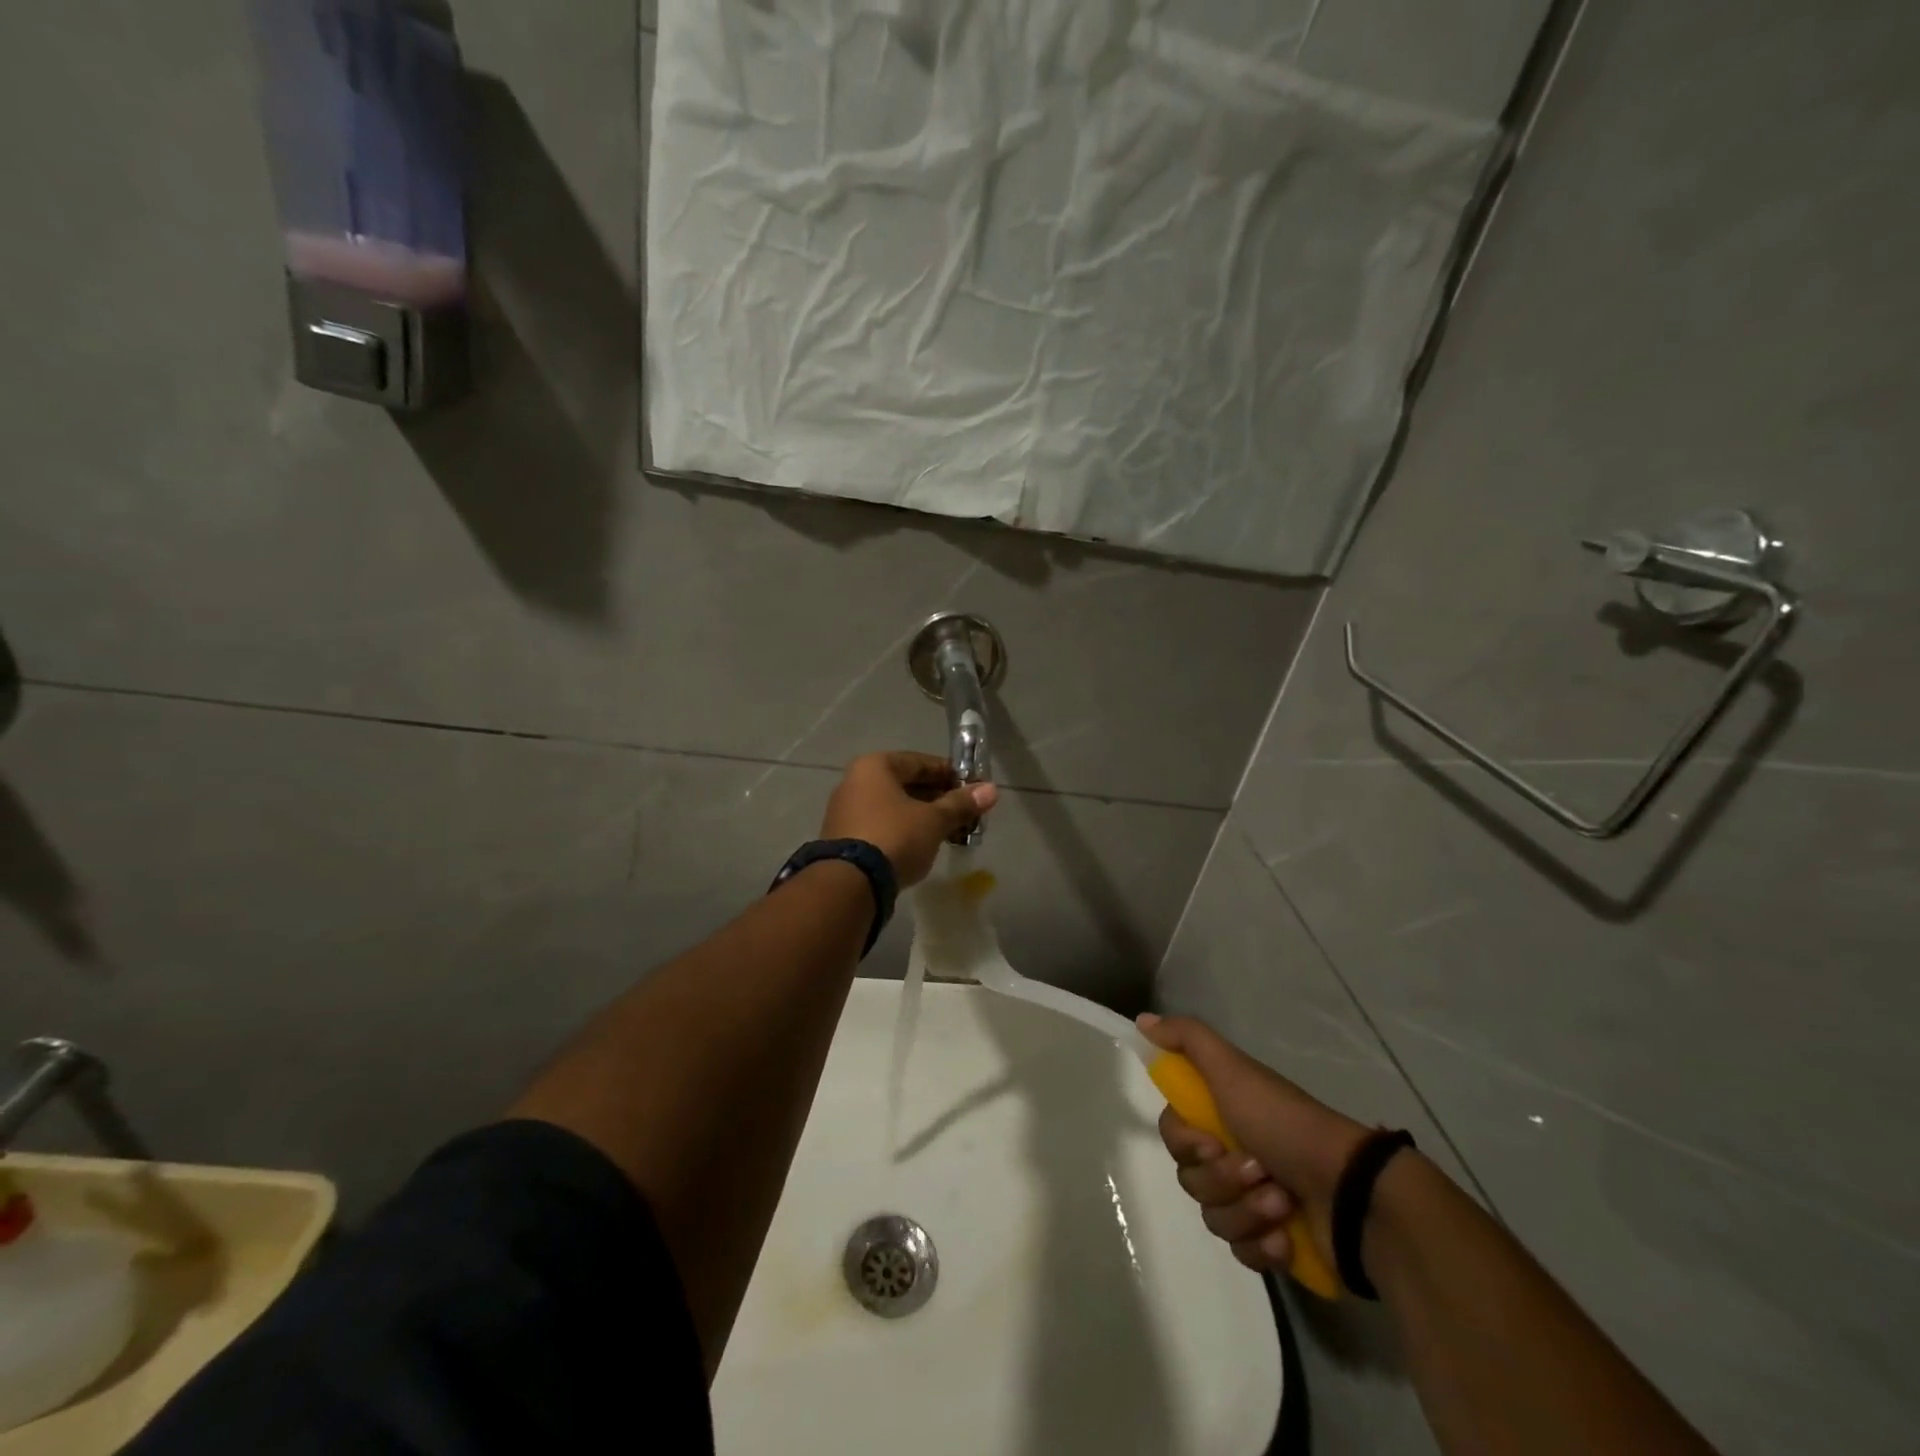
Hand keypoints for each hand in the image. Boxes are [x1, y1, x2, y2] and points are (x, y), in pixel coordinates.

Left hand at [820, 752, 998, 886]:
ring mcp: (845, 810)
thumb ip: (961, 804)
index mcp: (875, 766)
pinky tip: (923, 845)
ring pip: (894, 807)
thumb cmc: (895, 837)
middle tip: (965, 814)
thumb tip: (991, 790)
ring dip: (922, 816)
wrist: (850, 884)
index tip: (973, 789)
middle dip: (938, 798)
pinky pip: (881, 825)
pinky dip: (903, 830)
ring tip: (949, 832)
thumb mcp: (934, 820)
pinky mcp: (843, 837)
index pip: (921, 762)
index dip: (950, 774)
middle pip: (906, 784)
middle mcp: (855, 781)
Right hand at [1139, 1013, 1371, 1276]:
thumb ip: (1187, 1039)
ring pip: (1215, 1218)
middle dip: (1223, 1179)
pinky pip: (1242, 1253)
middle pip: (1191, 1179)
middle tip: (1259, 1169)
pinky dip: (1263, 1245)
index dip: (1185, 1143)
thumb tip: (1142, 1019)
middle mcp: (1232, 1154)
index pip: (1173, 1135)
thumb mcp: (1234, 1070)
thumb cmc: (1286, 1124)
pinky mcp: (1273, 1244)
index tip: (1212, 1142)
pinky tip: (1287, 1237)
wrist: (1353, 1193)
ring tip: (1283, 1201)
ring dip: (1248, 1211)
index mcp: (1221, 1115)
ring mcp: (1253, 1202)